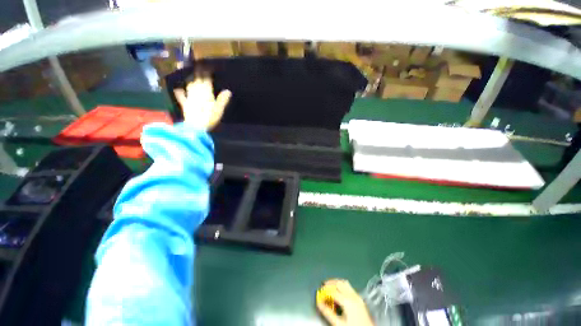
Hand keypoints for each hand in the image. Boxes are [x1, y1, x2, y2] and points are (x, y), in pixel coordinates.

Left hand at [173, 71, 231, 130]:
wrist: (196, 127)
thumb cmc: (209, 118)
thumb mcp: (219, 109)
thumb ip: (223, 100)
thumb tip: (228, 91)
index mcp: (206, 92)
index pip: (206, 79)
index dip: (207, 71)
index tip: (208, 65)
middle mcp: (196, 92)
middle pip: (196, 79)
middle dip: (198, 72)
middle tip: (199, 65)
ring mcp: (189, 97)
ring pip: (189, 85)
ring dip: (191, 79)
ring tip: (192, 75)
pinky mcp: (185, 104)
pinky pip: (181, 96)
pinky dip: (180, 92)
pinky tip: (178, 89)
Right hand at [317, 279, 373, 325]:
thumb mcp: (339, 323)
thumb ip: (328, 313)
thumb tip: (319, 303)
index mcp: (347, 300)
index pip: (333, 291)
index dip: (325, 291)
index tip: (319, 292)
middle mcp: (353, 295)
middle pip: (339, 283)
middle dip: (330, 283)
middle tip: (323, 286)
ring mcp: (358, 296)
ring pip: (345, 283)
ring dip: (336, 282)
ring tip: (330, 286)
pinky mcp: (360, 299)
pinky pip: (350, 287)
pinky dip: (342, 286)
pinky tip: (339, 291)